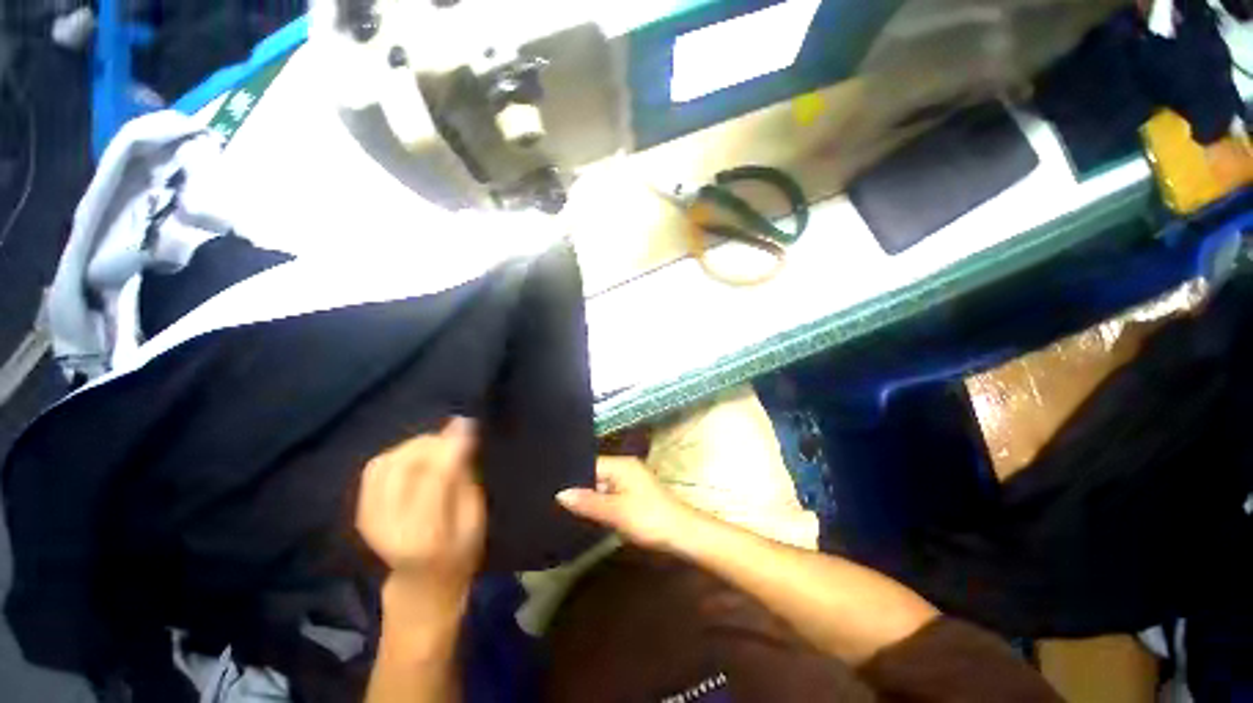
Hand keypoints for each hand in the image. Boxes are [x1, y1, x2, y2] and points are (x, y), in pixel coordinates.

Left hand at [356, 418, 485, 615]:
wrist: (420, 584)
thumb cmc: (460, 552)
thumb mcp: (475, 518)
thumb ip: (466, 479)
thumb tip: (463, 436)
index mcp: (425, 534)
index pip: (435, 477)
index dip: (451, 445)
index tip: (468, 422)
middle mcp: (388, 525)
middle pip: (405, 465)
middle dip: (433, 442)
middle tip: (457, 437)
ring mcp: (368, 518)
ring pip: (387, 462)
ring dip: (415, 447)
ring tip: (438, 447)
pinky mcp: (361, 509)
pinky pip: (375, 467)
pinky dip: (398, 454)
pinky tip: (416, 457)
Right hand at [557, 457, 701, 551]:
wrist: (682, 534)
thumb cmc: (648, 518)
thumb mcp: (615, 511)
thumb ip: (588, 502)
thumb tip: (560, 493)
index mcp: (621, 465)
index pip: (589, 464)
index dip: (571, 476)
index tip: (550, 488)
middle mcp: (625, 468)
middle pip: (595, 475)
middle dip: (578, 488)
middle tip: (553, 501)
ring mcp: (630, 482)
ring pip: (602, 487)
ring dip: (589, 498)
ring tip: (563, 508)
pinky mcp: (634, 495)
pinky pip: (610, 495)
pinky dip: (600, 504)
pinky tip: (587, 515)